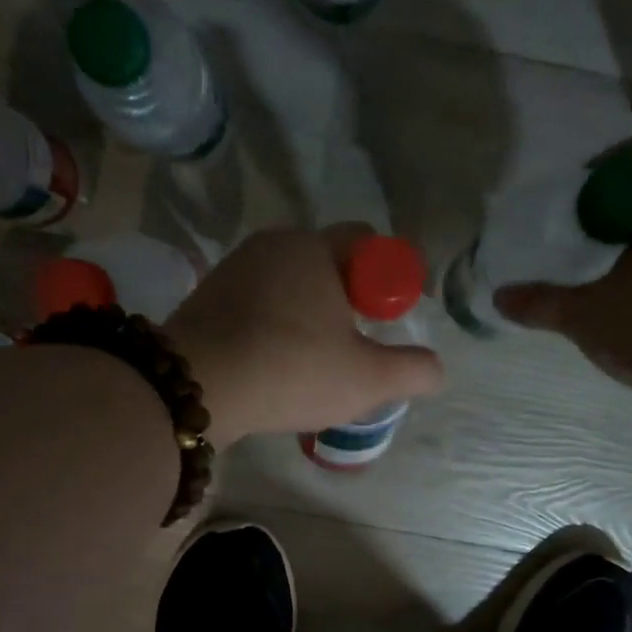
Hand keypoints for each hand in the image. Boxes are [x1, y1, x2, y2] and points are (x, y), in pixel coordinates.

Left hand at [166, 226, 444, 445]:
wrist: (196, 387)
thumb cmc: (291, 370)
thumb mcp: (367, 378)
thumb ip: (413, 370)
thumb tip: (436, 369)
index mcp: (315, 247)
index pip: (368, 243)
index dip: (389, 280)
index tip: (390, 320)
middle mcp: (273, 244)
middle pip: (327, 264)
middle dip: (349, 300)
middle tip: (356, 346)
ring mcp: (234, 270)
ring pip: (289, 286)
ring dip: (309, 316)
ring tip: (314, 362)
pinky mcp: (207, 299)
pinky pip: (256, 306)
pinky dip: (273, 327)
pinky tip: (274, 365)